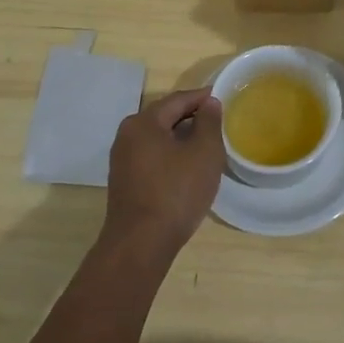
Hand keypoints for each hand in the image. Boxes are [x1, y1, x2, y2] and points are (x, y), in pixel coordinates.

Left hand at [99, 89, 225, 261]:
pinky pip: (151, 157)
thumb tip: (209, 103)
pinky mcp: (124, 182)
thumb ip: (209, 122)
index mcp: (143, 122)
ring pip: (158, 139)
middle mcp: (127, 135)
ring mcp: (122, 160)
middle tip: (216, 121)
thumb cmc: (176, 192)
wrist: (141, 244)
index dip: (201, 97)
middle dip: (191, 117)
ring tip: (205, 144)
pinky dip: (170, 155)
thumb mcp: (204, 153)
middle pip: (164, 117)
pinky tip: (186, 168)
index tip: (221, 97)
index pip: (177, 100)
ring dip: (181, 137)